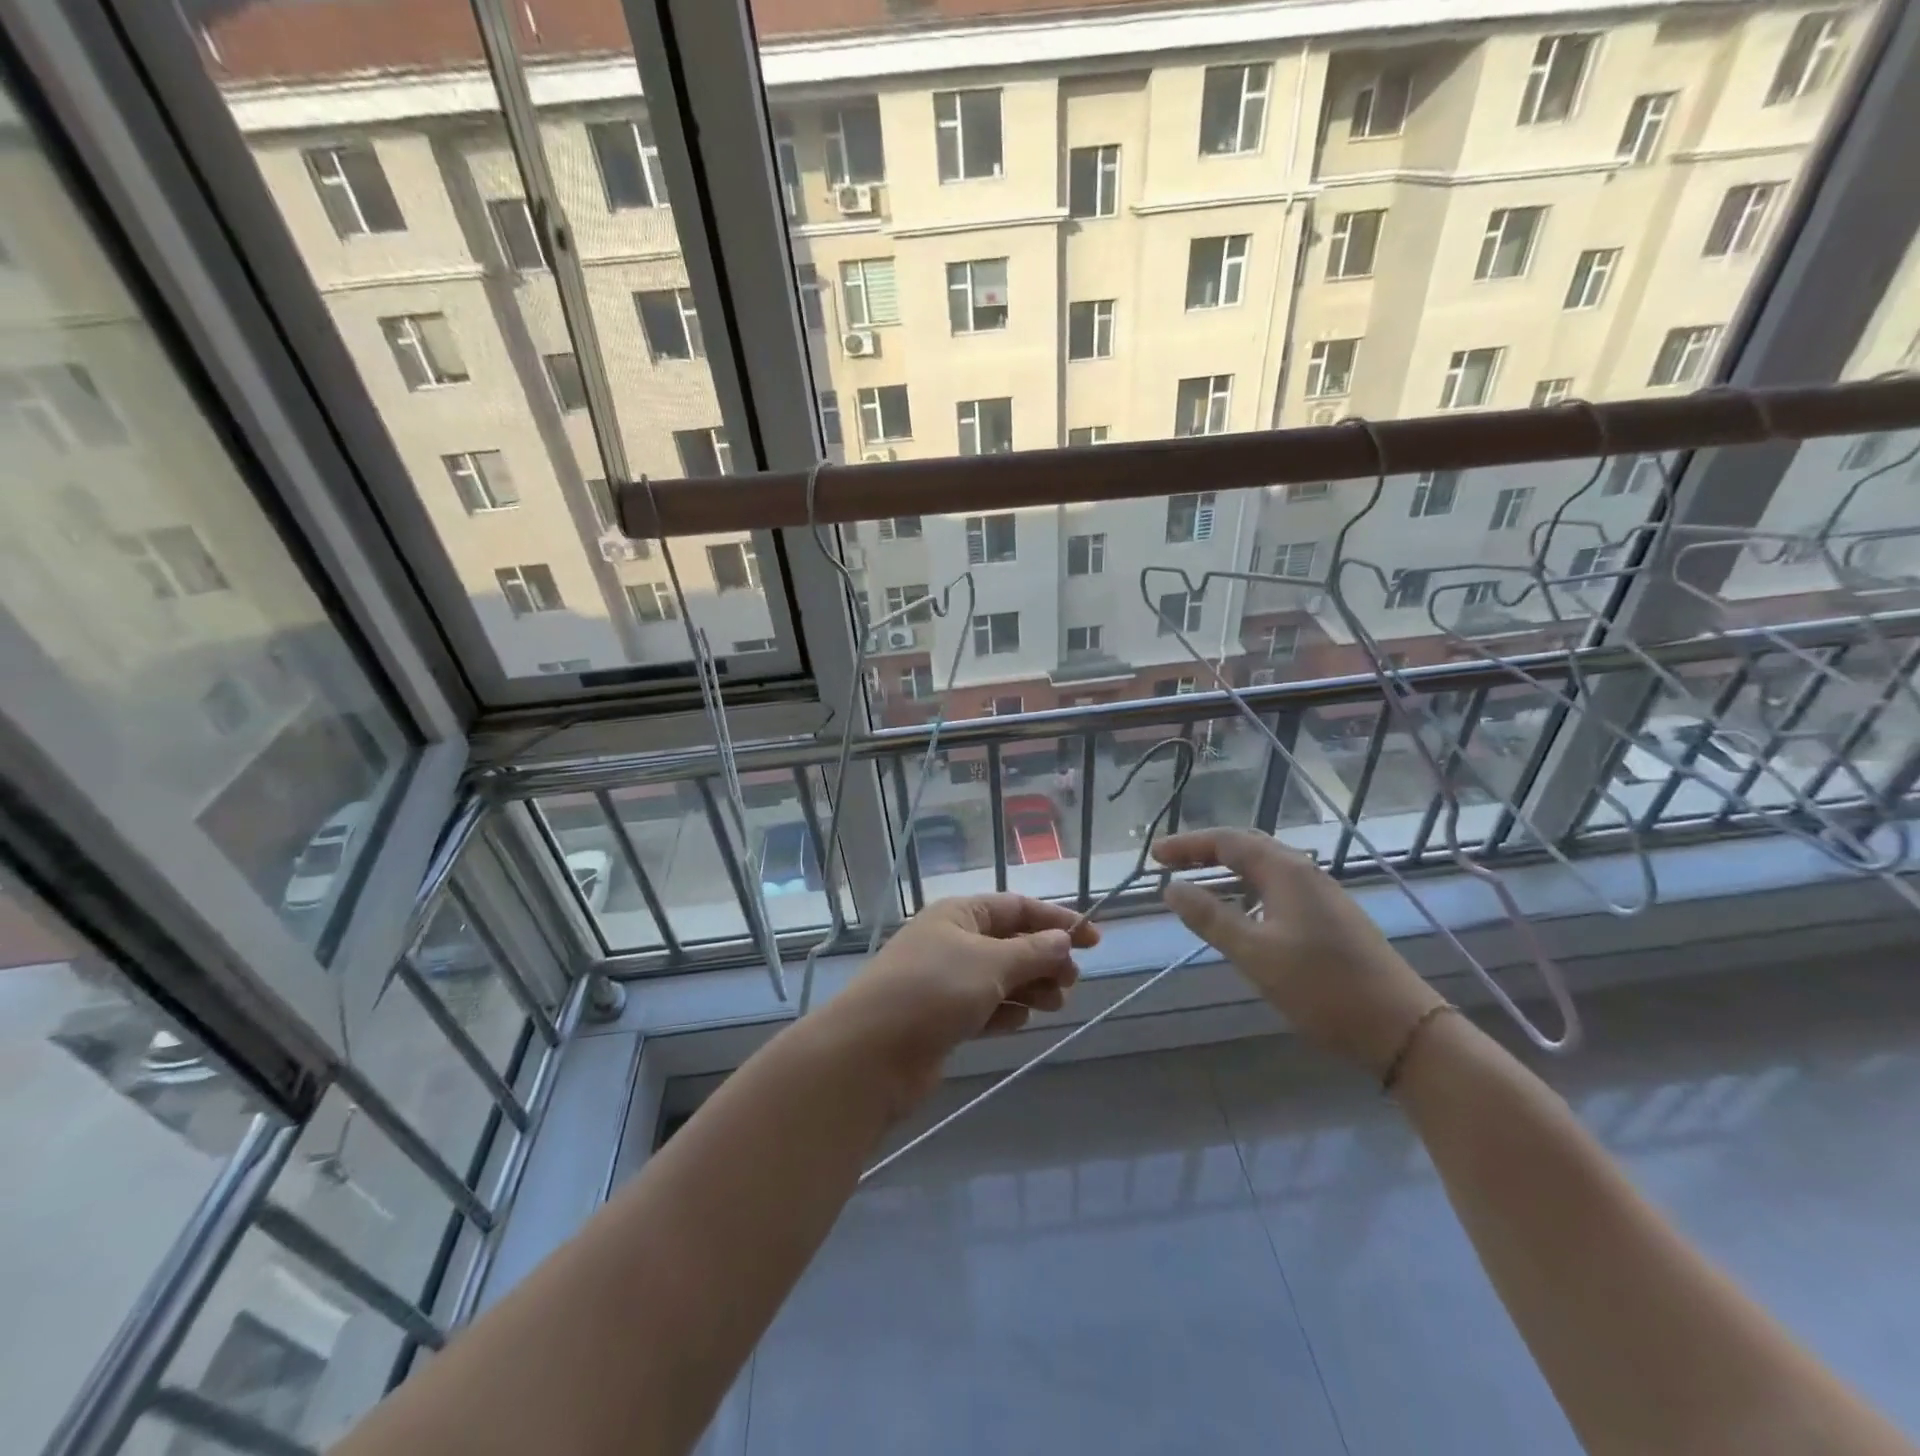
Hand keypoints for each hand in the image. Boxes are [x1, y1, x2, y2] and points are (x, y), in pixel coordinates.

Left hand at [826, 894, 1099, 1107]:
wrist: (871, 1054)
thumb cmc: (933, 991)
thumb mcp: (990, 964)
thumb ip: (1032, 952)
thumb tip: (1063, 940)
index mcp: (959, 914)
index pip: (1016, 907)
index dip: (1056, 921)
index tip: (1094, 940)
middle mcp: (951, 941)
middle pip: (1010, 943)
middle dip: (1044, 959)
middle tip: (1070, 982)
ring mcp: (945, 981)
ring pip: (1000, 978)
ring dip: (1029, 987)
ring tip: (1053, 1004)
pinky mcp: (942, 1019)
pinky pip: (985, 1007)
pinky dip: (1004, 1012)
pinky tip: (1017, 1022)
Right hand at [1154, 828, 1441, 1077]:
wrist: (1402, 1029)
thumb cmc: (1322, 987)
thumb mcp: (1254, 953)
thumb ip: (1210, 917)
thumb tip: (1171, 888)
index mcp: (1285, 871)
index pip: (1226, 841)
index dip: (1187, 845)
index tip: (1153, 857)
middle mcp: (1305, 872)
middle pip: (1247, 847)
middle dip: (1205, 852)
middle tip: (1170, 864)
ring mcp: (1323, 895)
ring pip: (1265, 869)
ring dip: (1227, 871)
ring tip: (1197, 886)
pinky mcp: (1332, 919)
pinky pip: (1279, 889)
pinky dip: (1248, 890)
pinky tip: (1241, 914)